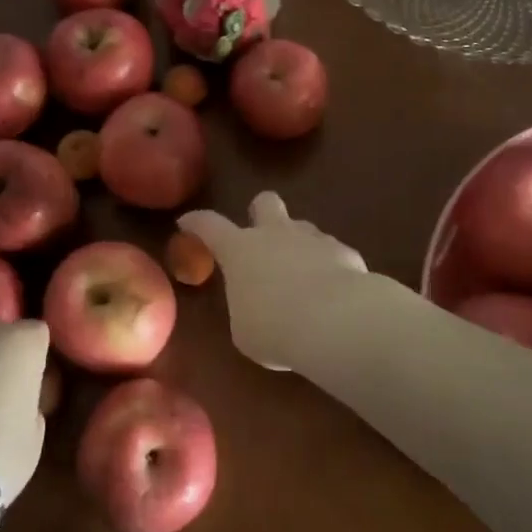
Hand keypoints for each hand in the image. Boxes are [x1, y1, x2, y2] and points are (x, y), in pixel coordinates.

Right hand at [180, 192, 367, 370]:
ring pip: (301, 226)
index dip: (196, 222)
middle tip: (260, 237)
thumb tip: (255, 305)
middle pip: (265, 202)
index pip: (209, 225)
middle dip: (260, 214)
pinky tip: (332, 291)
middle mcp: (275, 234)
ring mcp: (313, 238)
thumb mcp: (245, 330)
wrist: (336, 321)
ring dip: (297, 244)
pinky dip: (328, 266)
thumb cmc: (274, 329)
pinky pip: (331, 252)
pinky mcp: (344, 251)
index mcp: (240, 250)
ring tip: (301, 276)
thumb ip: (246, 308)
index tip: (187, 222)